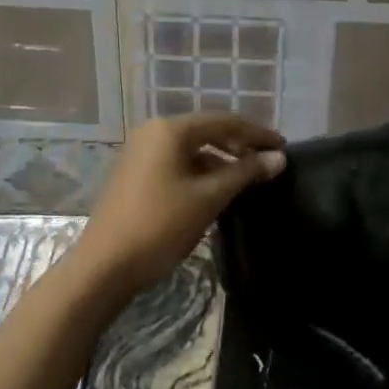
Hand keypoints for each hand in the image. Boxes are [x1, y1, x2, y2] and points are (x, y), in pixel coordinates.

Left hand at [75, 114, 284, 293]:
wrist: (104, 266)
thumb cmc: (160, 226)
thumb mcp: (208, 198)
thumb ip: (244, 173)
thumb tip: (278, 158)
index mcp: (170, 129)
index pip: (224, 121)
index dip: (256, 133)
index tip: (284, 147)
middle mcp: (154, 131)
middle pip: (207, 131)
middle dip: (239, 145)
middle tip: (268, 162)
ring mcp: (142, 152)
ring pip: (192, 148)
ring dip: (221, 160)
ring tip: (247, 179)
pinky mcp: (137, 173)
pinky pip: (178, 162)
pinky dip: (201, 171)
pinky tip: (217, 190)